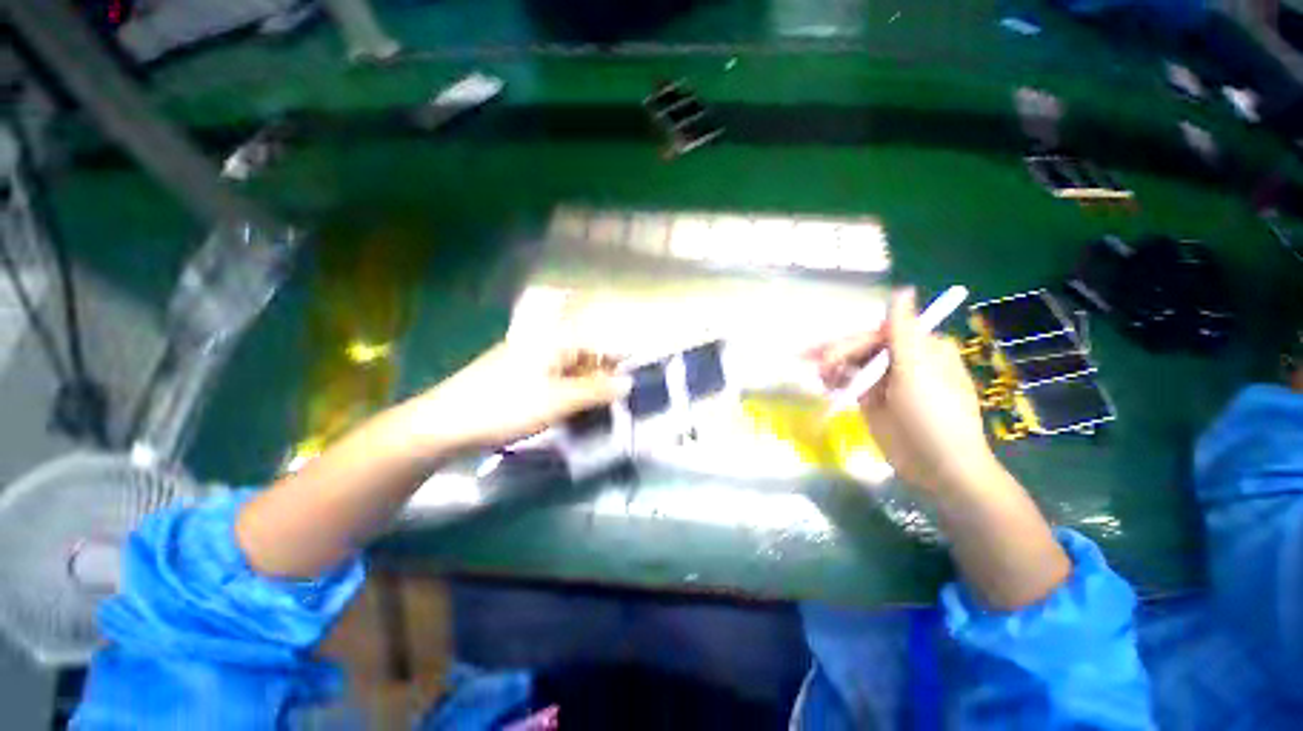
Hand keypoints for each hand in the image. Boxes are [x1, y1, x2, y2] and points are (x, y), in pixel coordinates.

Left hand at [410, 341, 631, 452]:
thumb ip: (596, 390)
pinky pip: (553, 380)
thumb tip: (628, 383)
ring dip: (585, 388)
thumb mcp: (559, 401)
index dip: (618, 361)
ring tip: (596, 411)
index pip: (598, 343)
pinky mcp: (518, 376)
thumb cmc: (506, 407)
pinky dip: (567, 393)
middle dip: (602, 377)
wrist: (445, 424)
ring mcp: (529, 360)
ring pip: (569, 370)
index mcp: (554, 341)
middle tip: (615, 403)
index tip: (632, 383)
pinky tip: (570, 411)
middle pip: (584, 356)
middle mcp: (543, 344)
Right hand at [811, 289, 996, 494]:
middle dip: (836, 355)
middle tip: (813, 367)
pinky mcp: (874, 399)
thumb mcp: (917, 371)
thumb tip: (901, 289)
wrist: (939, 467)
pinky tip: (826, 386)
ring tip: (819, 378)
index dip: (849, 344)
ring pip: (853, 364)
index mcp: (921, 347)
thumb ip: (903, 331)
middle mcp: (904, 359)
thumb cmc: (934, 416)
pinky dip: (836, 382)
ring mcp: (887, 380)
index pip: (877, 335)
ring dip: (833, 368)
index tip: (826, 357)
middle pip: (862, 348)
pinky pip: (850, 383)